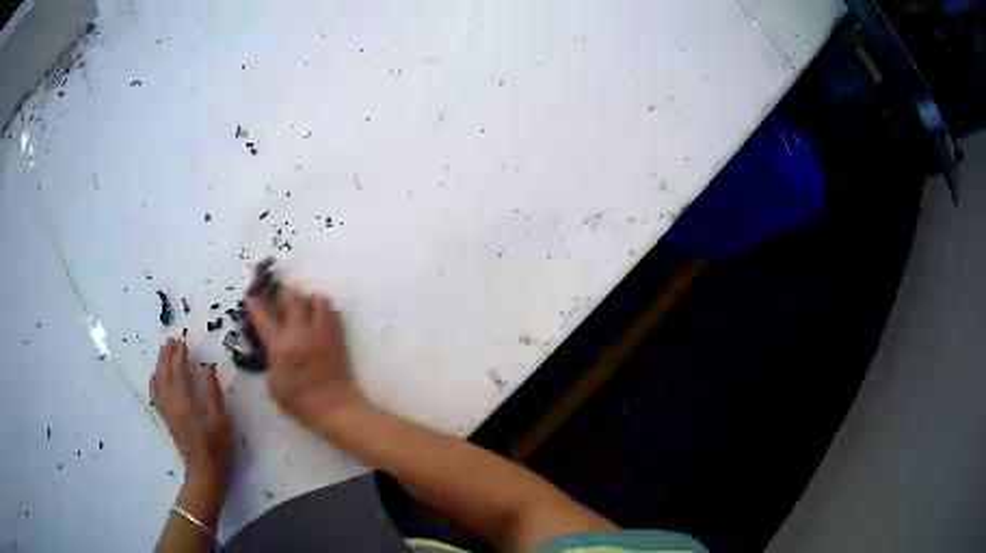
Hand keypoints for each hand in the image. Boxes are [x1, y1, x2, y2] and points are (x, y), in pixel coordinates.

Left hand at [149, 338, 233, 481]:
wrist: (204, 469)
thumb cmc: (216, 446)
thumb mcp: (221, 420)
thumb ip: (213, 393)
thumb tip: (206, 369)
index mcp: (185, 402)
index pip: (178, 372)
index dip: (179, 356)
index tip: (184, 343)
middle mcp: (171, 403)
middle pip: (164, 373)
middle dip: (167, 355)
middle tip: (172, 340)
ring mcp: (166, 410)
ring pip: (157, 381)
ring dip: (160, 364)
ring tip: (164, 351)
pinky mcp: (165, 417)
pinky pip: (154, 394)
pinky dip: (154, 380)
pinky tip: (156, 375)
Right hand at [246, 287, 361, 428]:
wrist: (333, 406)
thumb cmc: (299, 400)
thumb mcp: (273, 382)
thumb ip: (271, 358)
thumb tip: (271, 345)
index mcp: (280, 345)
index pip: (263, 317)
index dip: (255, 305)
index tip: (251, 298)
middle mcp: (300, 332)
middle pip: (292, 297)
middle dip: (283, 292)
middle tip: (279, 295)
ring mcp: (321, 332)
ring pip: (316, 299)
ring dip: (308, 299)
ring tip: (303, 308)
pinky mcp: (337, 336)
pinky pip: (332, 312)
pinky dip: (323, 311)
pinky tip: (318, 320)